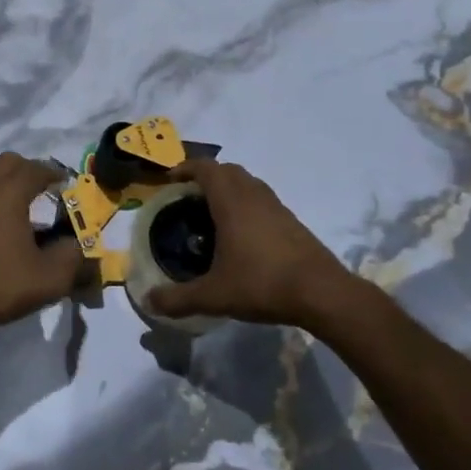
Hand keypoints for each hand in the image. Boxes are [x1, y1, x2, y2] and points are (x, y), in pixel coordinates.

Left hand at [0, 153, 84, 342]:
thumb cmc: (1, 286)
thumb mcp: (51, 278)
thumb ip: (72, 256)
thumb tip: (74, 243)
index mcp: (10, 193)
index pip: (36, 169)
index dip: (54, 173)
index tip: (65, 184)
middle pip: (7, 161)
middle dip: (27, 169)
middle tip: (41, 189)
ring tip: (9, 194)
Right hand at [146, 159, 359, 331]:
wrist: (322, 293)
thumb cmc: (262, 283)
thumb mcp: (214, 295)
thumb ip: (178, 298)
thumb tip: (148, 301)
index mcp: (231, 201)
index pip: (205, 168)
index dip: (185, 168)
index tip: (170, 180)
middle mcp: (253, 195)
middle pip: (227, 170)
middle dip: (206, 176)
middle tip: (188, 196)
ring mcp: (276, 206)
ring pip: (248, 183)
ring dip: (229, 188)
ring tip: (212, 212)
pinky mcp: (292, 221)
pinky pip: (262, 200)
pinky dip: (246, 204)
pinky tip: (242, 233)